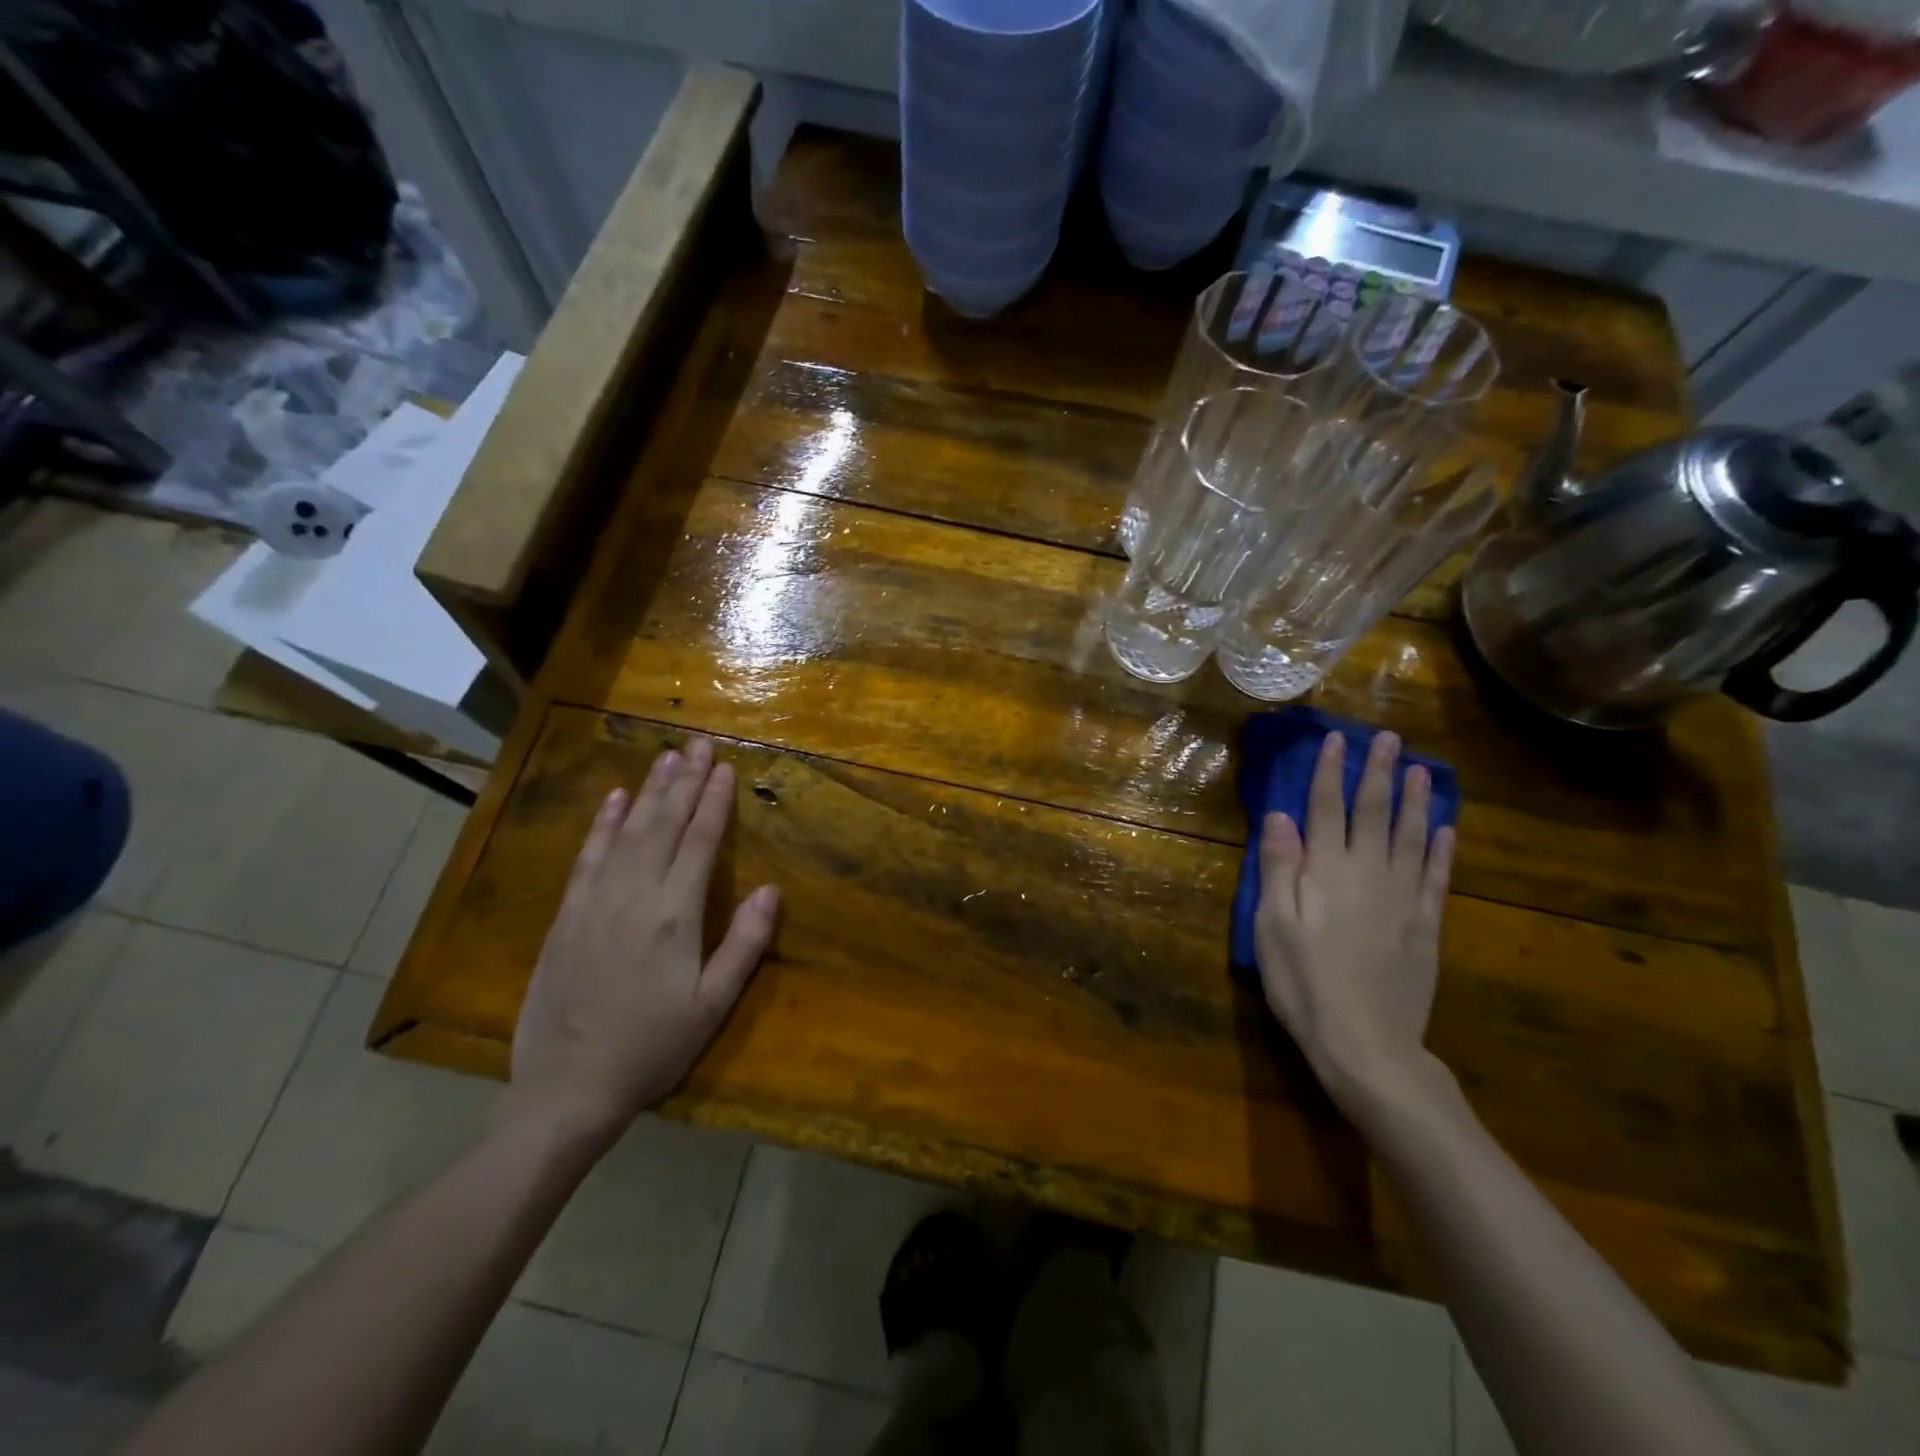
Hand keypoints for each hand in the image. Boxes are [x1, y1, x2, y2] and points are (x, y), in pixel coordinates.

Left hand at [506, 737, 779, 1144]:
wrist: (566, 1088)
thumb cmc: (652, 1048)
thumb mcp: (711, 1006)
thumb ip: (743, 944)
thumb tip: (771, 890)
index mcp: (675, 917)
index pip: (699, 842)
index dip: (714, 802)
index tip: (726, 768)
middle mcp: (634, 896)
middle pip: (664, 825)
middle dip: (685, 781)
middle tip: (700, 743)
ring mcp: (595, 902)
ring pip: (628, 832)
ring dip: (650, 791)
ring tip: (667, 757)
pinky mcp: (567, 915)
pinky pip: (588, 857)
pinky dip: (603, 824)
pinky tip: (615, 799)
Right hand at [1255, 730, 1454, 1116]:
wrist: (1365, 1042)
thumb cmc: (1303, 981)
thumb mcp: (1272, 924)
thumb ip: (1277, 867)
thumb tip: (1279, 815)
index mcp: (1325, 870)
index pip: (1325, 808)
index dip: (1329, 772)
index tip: (1335, 739)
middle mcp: (1368, 873)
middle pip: (1375, 813)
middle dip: (1379, 773)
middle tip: (1390, 739)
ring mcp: (1403, 899)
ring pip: (1412, 837)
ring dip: (1417, 801)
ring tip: (1422, 770)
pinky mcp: (1425, 926)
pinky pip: (1437, 878)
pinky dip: (1442, 851)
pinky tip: (1446, 830)